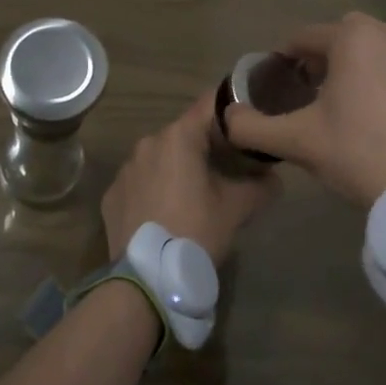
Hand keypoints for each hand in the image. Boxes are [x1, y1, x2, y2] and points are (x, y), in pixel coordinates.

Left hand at [103, 91, 276, 264]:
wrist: (147, 279)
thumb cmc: (196, 231)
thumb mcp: (237, 209)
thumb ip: (261, 186)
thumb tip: (273, 179)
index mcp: (178, 138)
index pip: (209, 106)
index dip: (231, 111)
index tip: (246, 123)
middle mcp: (147, 144)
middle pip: (184, 134)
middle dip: (205, 146)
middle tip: (228, 166)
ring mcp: (125, 170)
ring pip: (160, 158)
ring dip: (178, 168)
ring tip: (196, 194)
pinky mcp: (111, 196)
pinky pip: (140, 183)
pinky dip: (155, 190)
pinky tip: (167, 213)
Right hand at [221, 12, 385, 206]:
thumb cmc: (358, 154)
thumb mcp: (297, 142)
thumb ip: (252, 127)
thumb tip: (225, 118)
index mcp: (355, 40)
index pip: (307, 36)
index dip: (287, 56)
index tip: (280, 80)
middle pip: (351, 39)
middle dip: (330, 59)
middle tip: (317, 93)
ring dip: (370, 73)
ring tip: (359, 111)